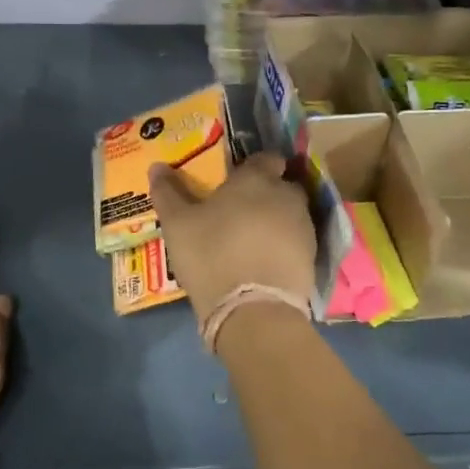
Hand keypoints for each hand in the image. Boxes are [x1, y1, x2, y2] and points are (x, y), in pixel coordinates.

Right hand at [147, 154, 316, 320]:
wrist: (252, 310)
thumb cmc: (211, 254)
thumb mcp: (177, 224)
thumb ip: (168, 192)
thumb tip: (157, 166)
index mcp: (257, 180)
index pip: (265, 158)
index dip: (253, 166)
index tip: (237, 179)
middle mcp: (287, 196)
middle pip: (280, 186)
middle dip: (266, 193)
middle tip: (240, 210)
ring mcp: (304, 227)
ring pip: (290, 214)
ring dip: (275, 221)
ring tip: (250, 240)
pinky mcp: (312, 258)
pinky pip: (296, 242)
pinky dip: (283, 247)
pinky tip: (263, 262)